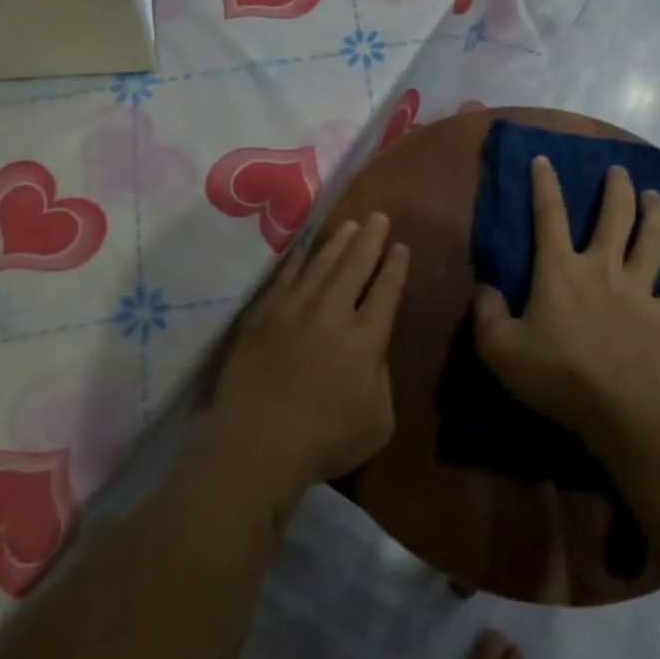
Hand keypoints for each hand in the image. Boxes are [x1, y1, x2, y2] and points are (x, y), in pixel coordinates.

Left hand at [214, 213, 410, 488]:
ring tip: (349, 224)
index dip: (395, 267)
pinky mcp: (262, 316)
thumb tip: (373, 354)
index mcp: (366, 339)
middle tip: (378, 216)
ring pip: (320, 265)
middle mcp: (332, 313)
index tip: (401, 246)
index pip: (386, 292)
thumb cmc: (325, 440)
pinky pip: (283, 278)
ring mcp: (293, 310)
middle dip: (370, 240)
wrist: (258, 442)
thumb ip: (381, 380)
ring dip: (337, 242)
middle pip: (354, 266)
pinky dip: (295, 260)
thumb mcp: (378, 421)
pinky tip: (302, 248)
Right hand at [473, 157, 659, 455]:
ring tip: (655, 196)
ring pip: (653, 241)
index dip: (544, 184)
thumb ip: (486, 312)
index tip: (544, 159)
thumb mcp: (498, 348)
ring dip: (656, 215)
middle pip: (614, 218)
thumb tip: (484, 288)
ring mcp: (638, 292)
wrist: (617, 410)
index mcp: (559, 270)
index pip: (548, 216)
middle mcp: (601, 269)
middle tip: (619, 171)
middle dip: (616, 189)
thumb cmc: (554, 375)